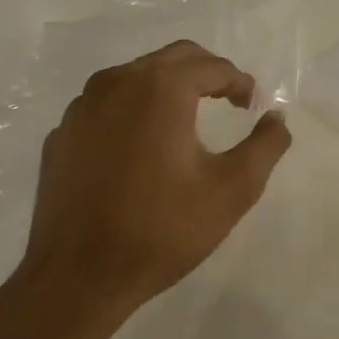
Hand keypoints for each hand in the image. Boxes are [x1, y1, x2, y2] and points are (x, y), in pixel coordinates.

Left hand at [9, 41, 291, 338]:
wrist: (77, 279)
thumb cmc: (162, 229)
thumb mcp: (233, 189)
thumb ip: (266, 145)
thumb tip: (276, 117)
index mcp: (160, 90)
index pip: (212, 66)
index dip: (240, 83)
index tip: (253, 107)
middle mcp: (117, 84)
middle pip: (173, 58)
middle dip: (208, 74)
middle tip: (230, 102)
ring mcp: (81, 108)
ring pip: (136, 76)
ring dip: (169, 87)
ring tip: (189, 120)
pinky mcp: (61, 135)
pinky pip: (107, 104)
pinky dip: (134, 110)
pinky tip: (144, 146)